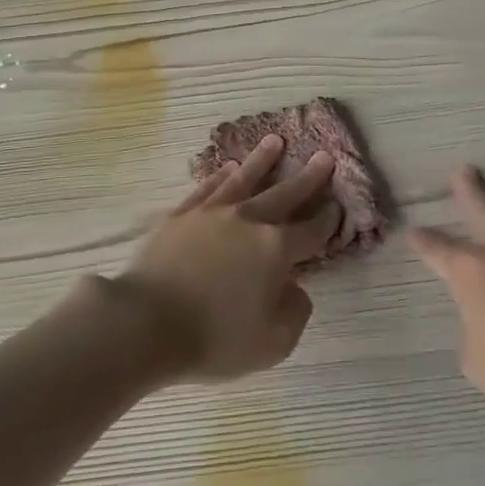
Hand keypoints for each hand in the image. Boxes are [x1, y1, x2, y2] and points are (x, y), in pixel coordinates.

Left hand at [104, 134, 339, 384]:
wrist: (147, 322)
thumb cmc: (214, 338)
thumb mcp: (272, 344)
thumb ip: (294, 314)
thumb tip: (296, 288)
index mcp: (276, 250)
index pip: (310, 231)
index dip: (327, 220)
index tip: (337, 206)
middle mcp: (249, 221)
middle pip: (284, 194)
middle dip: (308, 177)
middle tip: (323, 156)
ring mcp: (213, 212)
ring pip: (245, 179)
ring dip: (262, 160)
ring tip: (275, 141)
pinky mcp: (182, 214)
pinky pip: (208, 187)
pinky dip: (221, 175)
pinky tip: (228, 168)